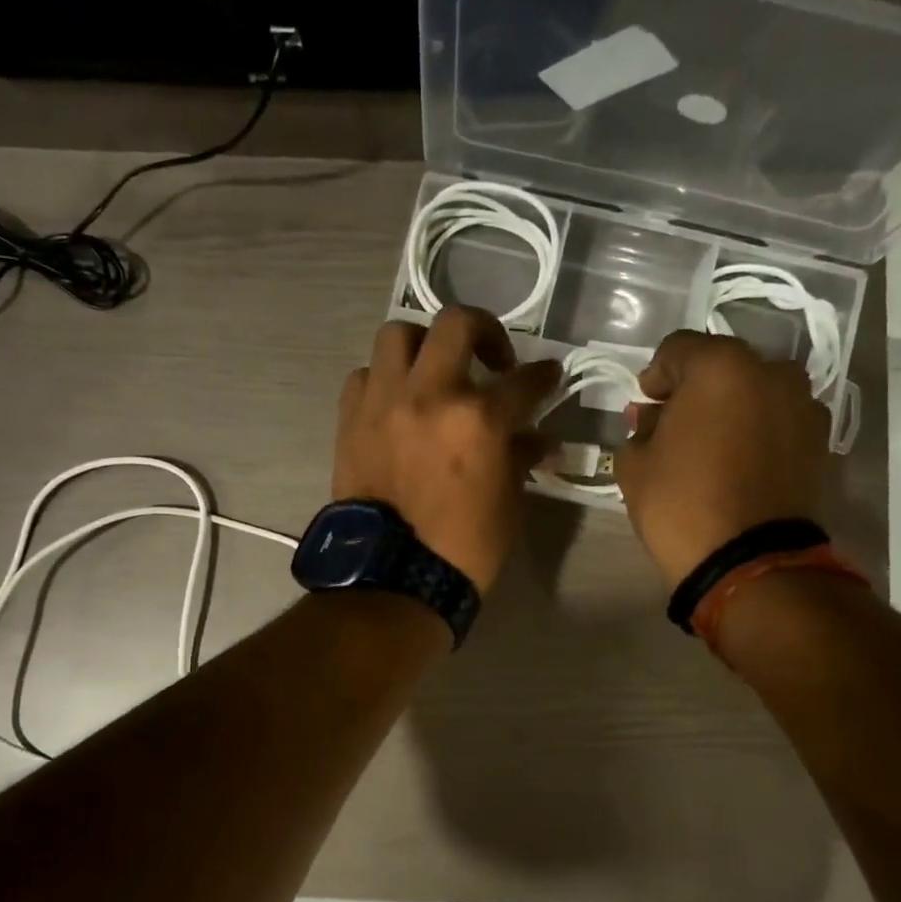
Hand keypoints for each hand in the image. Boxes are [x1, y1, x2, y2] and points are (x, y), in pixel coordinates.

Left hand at [335, 308, 561, 591]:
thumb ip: (521, 457)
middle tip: (493, 358)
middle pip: (457, 323)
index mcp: (478, 419)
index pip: (523, 381)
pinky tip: (397, 401)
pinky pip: (365, 375)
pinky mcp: (351, 419)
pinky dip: (384, 380)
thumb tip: (538, 439)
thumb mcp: (507, 503)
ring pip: (398, 335)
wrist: (392, 578)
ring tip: (435, 371)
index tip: (548, 375)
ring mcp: (384, 402)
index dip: (543, 376)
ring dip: (423, 345)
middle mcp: (430, 395)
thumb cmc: (462, 548)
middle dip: (485, 330)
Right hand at [615, 330, 830, 589]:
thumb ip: (641, 428)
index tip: (645, 405)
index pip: (677, 349)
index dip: (655, 375)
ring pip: (756, 392)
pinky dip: (758, 431)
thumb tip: (654, 419)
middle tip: (675, 424)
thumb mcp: (634, 464)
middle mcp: (771, 372)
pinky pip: (779, 422)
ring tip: (712, 445)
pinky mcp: (821, 441)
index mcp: (721, 367)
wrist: (749, 561)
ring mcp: (804, 406)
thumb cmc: (681, 503)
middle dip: (696, 390)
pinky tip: (740, 463)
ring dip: (731, 408)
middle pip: (722, 367)